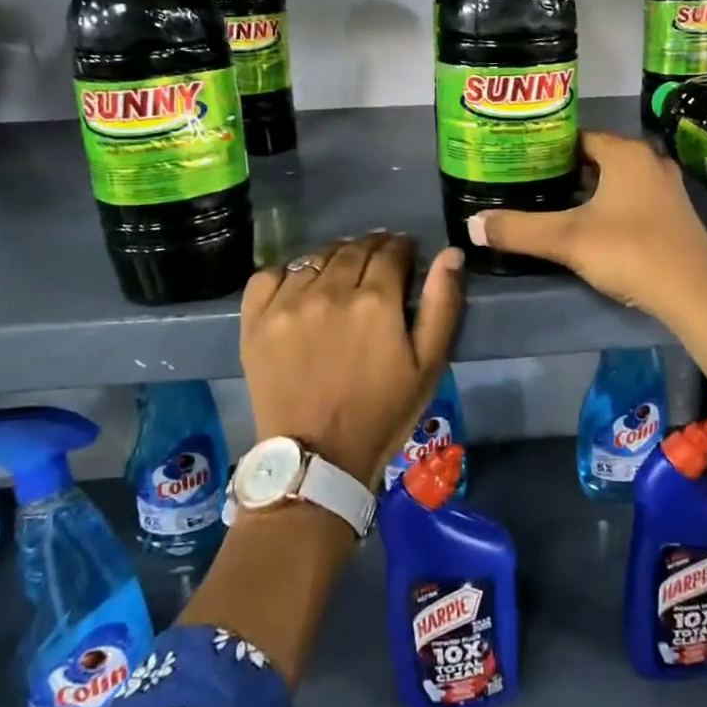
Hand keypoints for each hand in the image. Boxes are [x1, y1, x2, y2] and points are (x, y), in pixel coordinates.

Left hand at [240, 233, 464, 486]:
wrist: (317, 459)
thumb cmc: (382, 413)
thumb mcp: (428, 365)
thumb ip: (442, 304)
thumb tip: (451, 253)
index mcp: (375, 300)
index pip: (391, 251)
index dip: (403, 247)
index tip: (407, 253)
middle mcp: (329, 291)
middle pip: (353, 248)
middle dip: (372, 247)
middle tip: (378, 260)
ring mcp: (287, 303)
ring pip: (315, 257)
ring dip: (334, 256)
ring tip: (342, 271)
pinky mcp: (255, 320)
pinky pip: (270, 274)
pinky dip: (288, 271)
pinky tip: (301, 285)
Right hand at [467, 131, 706, 323]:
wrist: (694, 294)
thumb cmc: (630, 251)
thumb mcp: (567, 240)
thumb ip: (518, 230)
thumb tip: (472, 225)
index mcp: (626, 153)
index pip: (578, 138)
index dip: (548, 148)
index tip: (520, 162)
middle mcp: (650, 162)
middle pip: (597, 158)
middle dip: (565, 171)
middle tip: (530, 185)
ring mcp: (667, 189)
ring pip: (616, 181)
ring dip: (589, 191)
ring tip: (554, 206)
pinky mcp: (675, 216)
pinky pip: (633, 199)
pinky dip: (611, 207)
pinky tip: (592, 229)